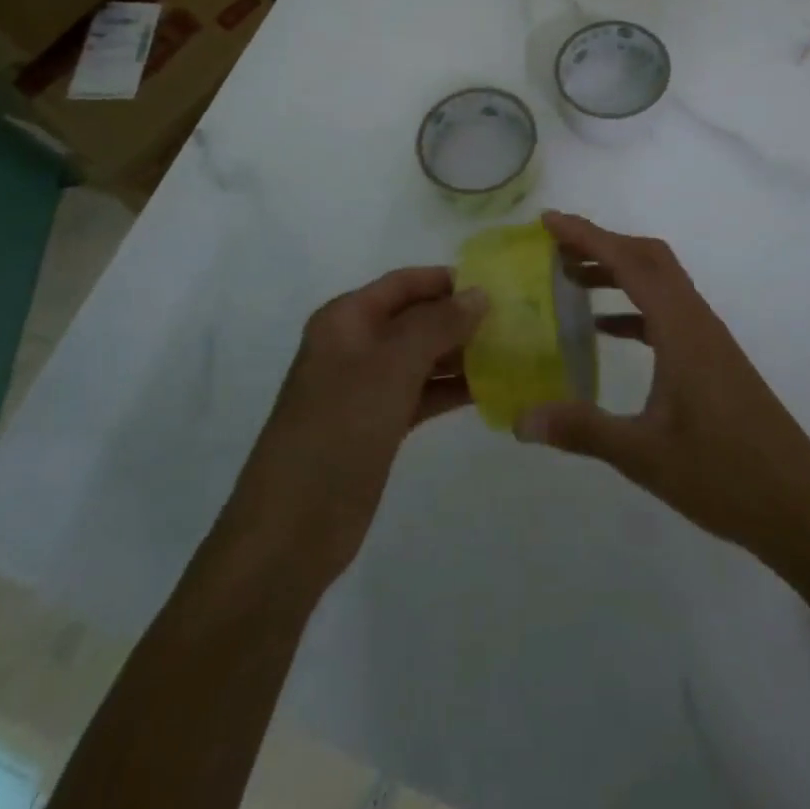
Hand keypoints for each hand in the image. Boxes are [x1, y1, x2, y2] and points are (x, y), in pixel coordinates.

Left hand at [225, 268, 486, 595]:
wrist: (293, 528)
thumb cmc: (339, 430)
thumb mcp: (391, 367)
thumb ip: (437, 325)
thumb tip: (480, 293)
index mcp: (347, 320)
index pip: (405, 283)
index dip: (448, 280)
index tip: (499, 284)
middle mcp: (356, 345)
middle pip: (416, 318)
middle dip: (461, 317)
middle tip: (516, 321)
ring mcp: (367, 388)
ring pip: (423, 357)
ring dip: (462, 354)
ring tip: (514, 352)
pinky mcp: (379, 424)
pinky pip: (422, 393)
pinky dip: (452, 390)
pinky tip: (492, 390)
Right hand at [516, 212, 809, 568]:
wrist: (799, 506)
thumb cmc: (725, 474)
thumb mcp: (644, 454)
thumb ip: (582, 430)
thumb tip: (520, 419)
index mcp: (681, 329)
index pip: (630, 262)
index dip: (588, 236)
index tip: (548, 221)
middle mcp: (697, 321)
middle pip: (649, 259)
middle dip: (602, 245)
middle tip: (555, 249)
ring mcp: (708, 340)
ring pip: (660, 284)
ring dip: (618, 273)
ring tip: (571, 282)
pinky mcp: (713, 360)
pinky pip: (667, 314)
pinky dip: (634, 308)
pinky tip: (607, 331)